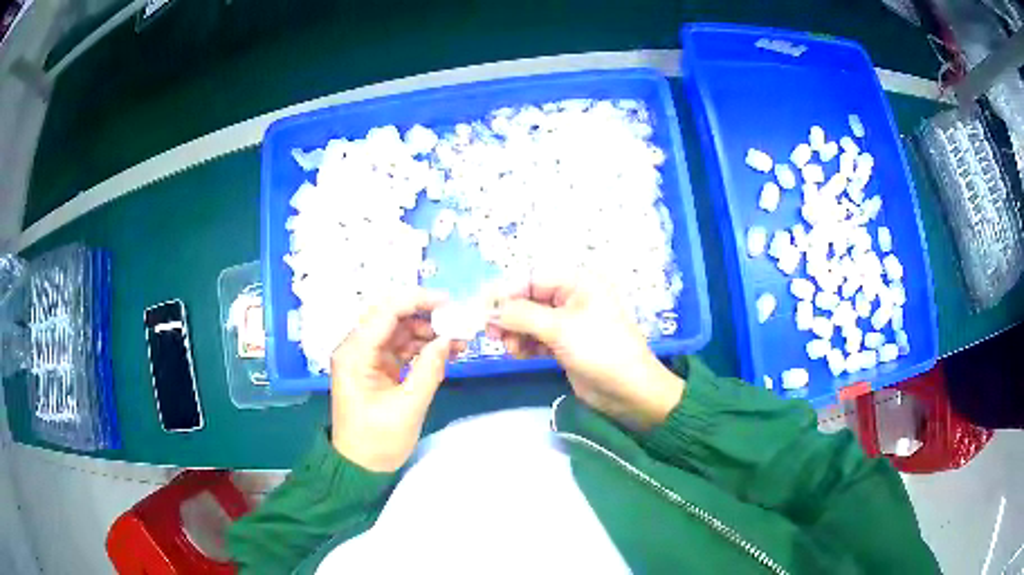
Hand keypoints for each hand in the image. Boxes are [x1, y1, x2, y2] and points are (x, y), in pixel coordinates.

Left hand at [330, 289, 464, 471]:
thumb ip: (429, 370)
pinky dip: (423, 346)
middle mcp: (357, 348)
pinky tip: (446, 350)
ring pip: (399, 330)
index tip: (449, 303)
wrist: (361, 467)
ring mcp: (367, 357)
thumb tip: (449, 339)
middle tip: (457, 321)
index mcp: (355, 353)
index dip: (417, 301)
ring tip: (458, 339)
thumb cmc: (377, 441)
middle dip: (425, 315)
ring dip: (428, 331)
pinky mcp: (378, 367)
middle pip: (392, 316)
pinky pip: (401, 347)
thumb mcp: (407, 407)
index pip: (385, 311)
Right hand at [487, 275, 683, 429]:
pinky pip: (538, 338)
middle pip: (529, 300)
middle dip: (510, 316)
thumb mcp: (559, 328)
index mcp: (578, 283)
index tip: (483, 310)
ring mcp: (569, 323)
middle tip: (493, 335)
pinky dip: (526, 345)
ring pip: (530, 321)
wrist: (629, 390)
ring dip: (516, 333)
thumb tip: (490, 310)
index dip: (506, 293)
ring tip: (511, 349)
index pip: (532, 279)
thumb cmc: (599, 349)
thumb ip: (521, 315)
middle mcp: (573, 298)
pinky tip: (520, 355)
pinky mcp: (566, 345)